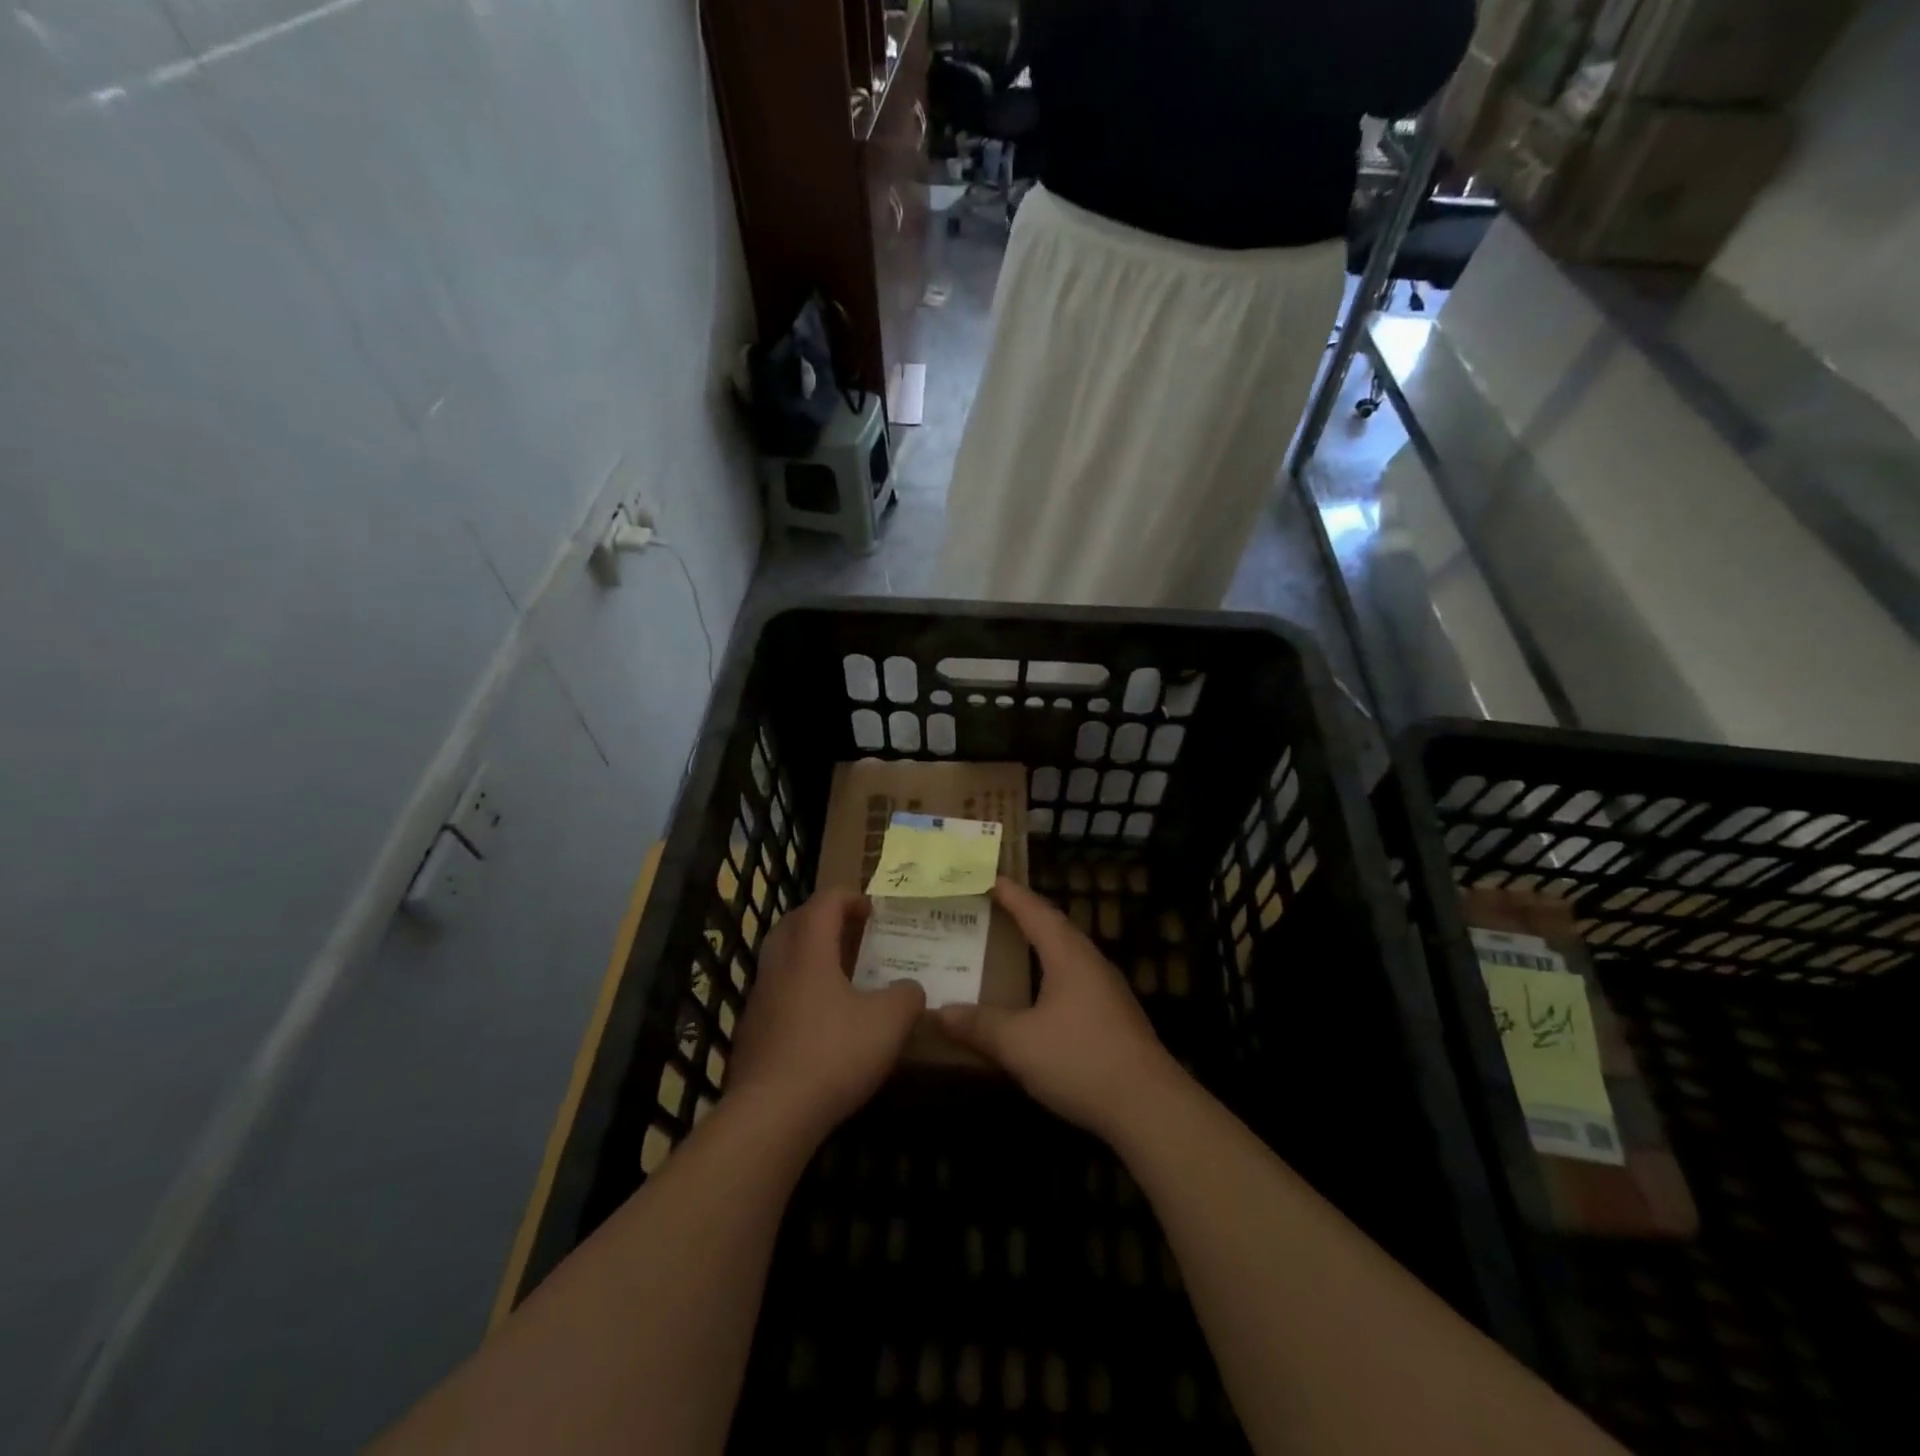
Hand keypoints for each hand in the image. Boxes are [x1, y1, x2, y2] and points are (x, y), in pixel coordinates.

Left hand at [728, 888, 925, 1140]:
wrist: (770, 1114)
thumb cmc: (833, 1054)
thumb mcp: (888, 1023)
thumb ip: (907, 997)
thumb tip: (910, 989)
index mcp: (809, 951)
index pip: (824, 902)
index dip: (849, 898)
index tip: (872, 910)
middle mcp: (778, 965)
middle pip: (794, 923)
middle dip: (823, 919)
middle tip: (851, 931)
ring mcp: (759, 999)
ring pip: (781, 958)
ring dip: (808, 954)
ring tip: (839, 973)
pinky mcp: (751, 1032)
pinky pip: (776, 993)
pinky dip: (797, 989)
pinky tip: (819, 1018)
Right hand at [937, 878, 1186, 1139]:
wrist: (1148, 1106)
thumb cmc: (1080, 1059)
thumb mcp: (1018, 1043)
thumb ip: (979, 1025)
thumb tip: (941, 1012)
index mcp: (1068, 955)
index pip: (1035, 911)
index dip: (1011, 894)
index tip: (988, 877)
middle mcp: (1091, 963)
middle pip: (1055, 927)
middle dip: (1024, 915)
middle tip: (993, 908)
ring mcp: (1107, 990)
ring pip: (1067, 955)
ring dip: (1040, 945)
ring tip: (1011, 945)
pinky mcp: (1114, 1017)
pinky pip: (1075, 980)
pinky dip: (1050, 974)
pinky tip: (1039, 995)